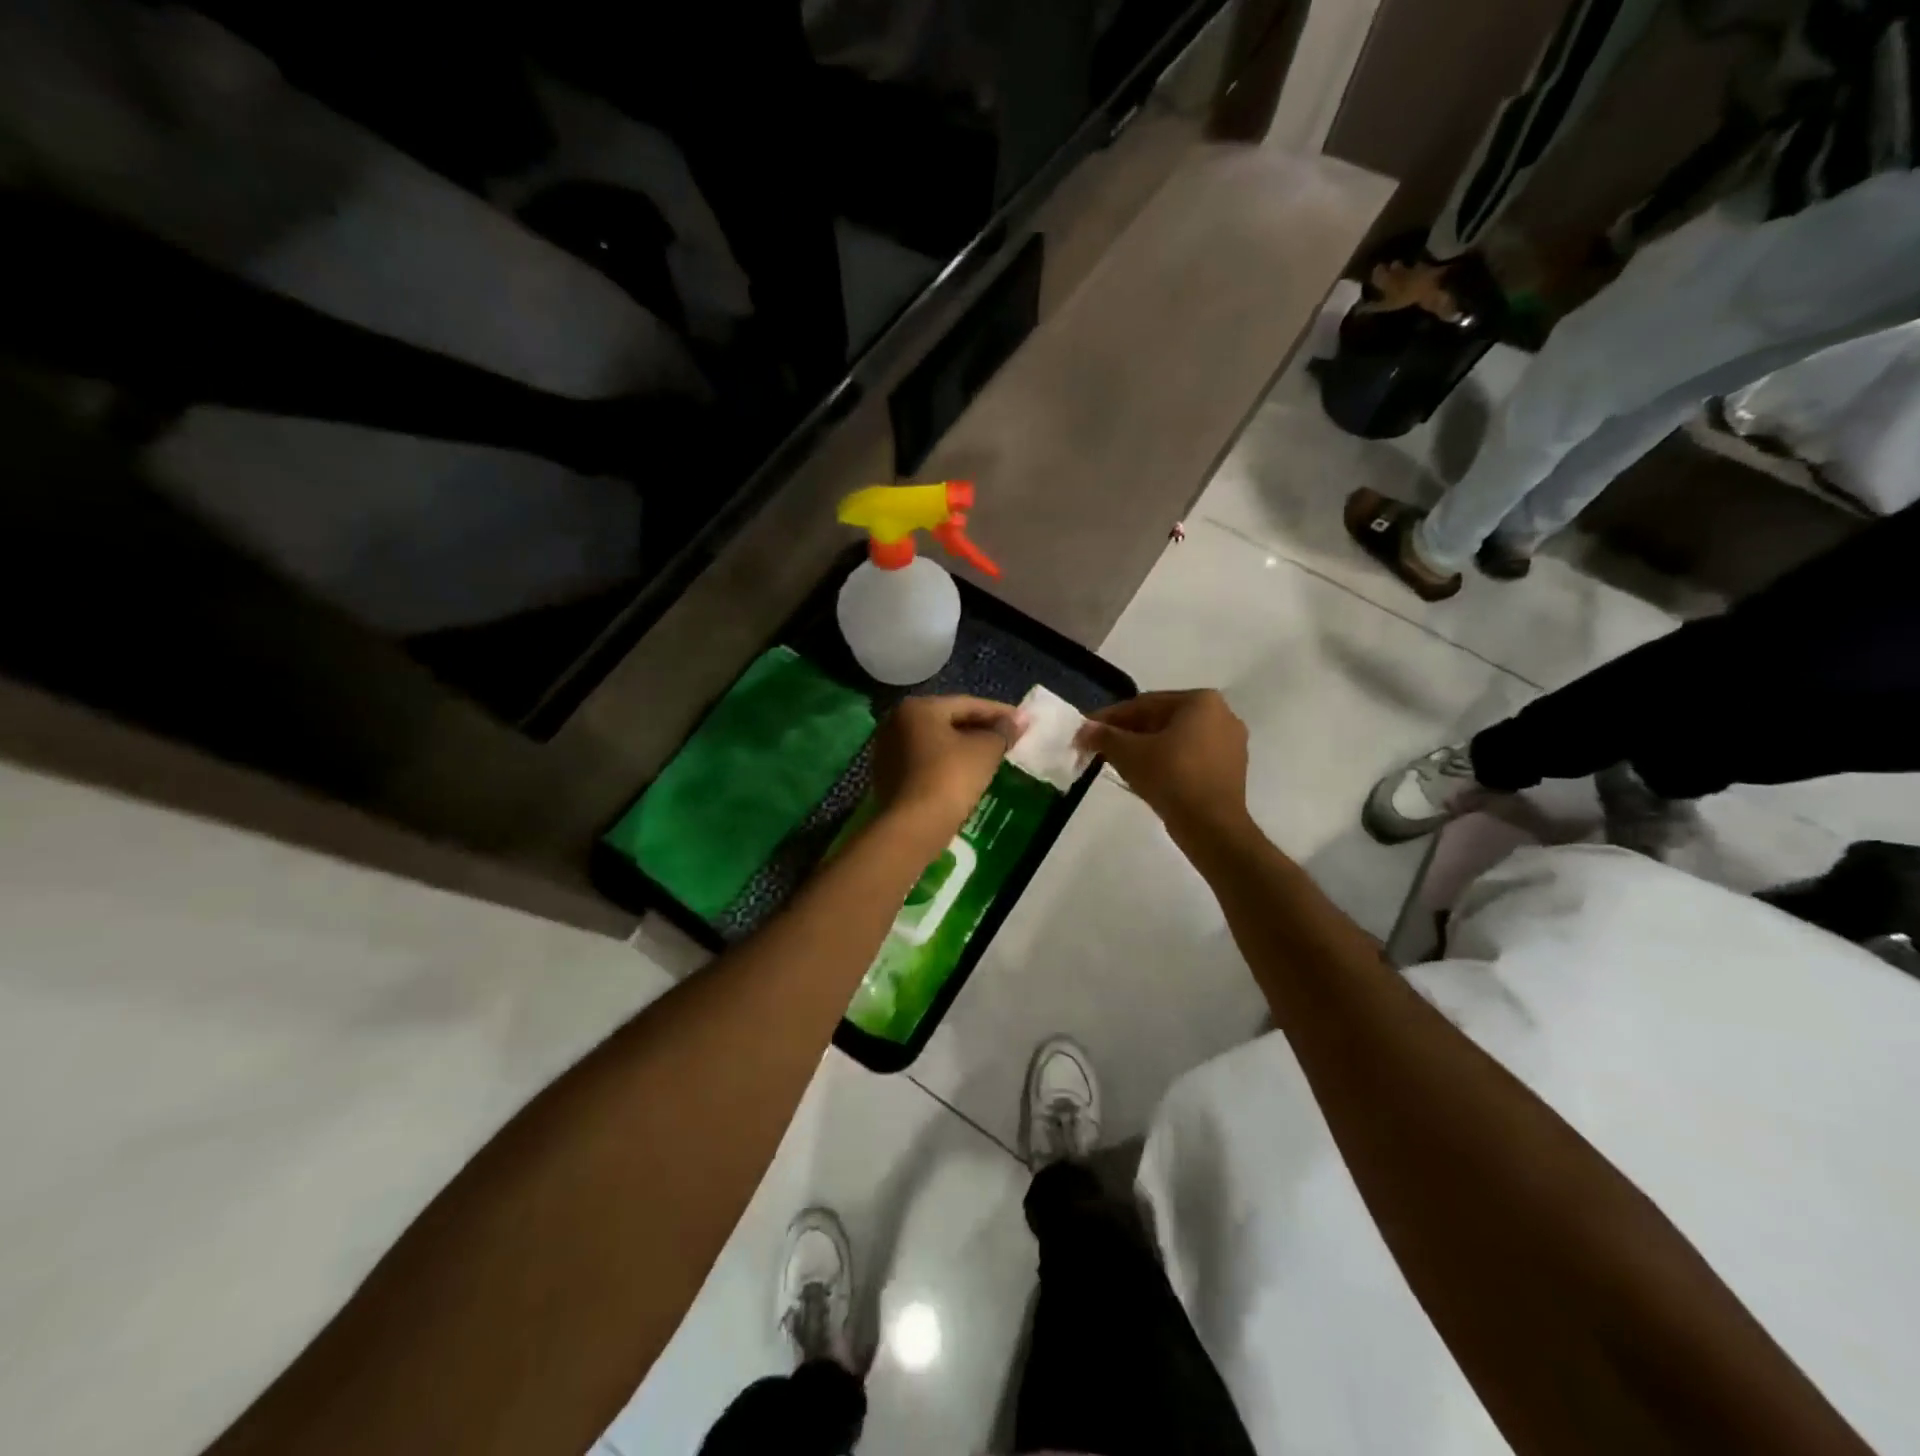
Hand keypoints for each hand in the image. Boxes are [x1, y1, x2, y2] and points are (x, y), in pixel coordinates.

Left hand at [872, 695, 1026, 845]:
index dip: (999, 713)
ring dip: (962, 747)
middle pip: (948, 721)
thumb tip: (1019, 720)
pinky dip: (946, 763)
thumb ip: (1003, 731)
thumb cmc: (949, 778)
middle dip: (980, 729)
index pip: (967, 704)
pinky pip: (925, 762)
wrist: (912, 827)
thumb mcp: (985, 751)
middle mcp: (896, 722)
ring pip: (936, 743)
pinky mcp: (887, 776)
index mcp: (918, 707)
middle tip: (1008, 738)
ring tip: (991, 756)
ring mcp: (887, 750)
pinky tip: (966, 774)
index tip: (1023, 722)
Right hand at [1075, 690, 1249, 838]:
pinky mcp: (1231, 769)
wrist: (1211, 825)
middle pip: (1162, 720)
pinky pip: (1190, 757)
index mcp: (1200, 701)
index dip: (1110, 718)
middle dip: (1129, 733)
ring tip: (1119, 762)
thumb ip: (1104, 736)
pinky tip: (1148, 775)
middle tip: (1101, 747)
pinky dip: (1168, 762)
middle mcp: (1222, 714)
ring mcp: (1231, 743)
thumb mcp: (1128, 753)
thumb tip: (1083, 729)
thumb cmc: (1171, 777)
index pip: (1144, 704)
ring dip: (1146, 748)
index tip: (1087, 731)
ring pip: (1176, 740)